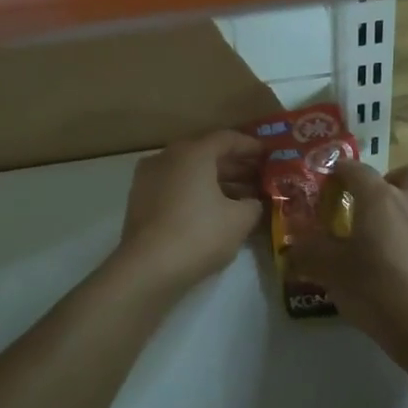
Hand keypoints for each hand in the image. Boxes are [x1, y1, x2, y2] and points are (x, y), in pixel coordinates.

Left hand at [115, 130, 265, 293]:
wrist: (147, 269)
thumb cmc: (199, 235)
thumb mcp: (240, 220)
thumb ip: (253, 204)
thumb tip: (252, 202)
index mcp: (193, 152)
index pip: (227, 138)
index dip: (250, 146)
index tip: (267, 154)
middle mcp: (167, 157)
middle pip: (206, 153)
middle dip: (234, 165)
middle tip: (257, 176)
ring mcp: (149, 178)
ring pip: (189, 172)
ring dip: (215, 181)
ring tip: (240, 197)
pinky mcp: (140, 200)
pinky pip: (175, 187)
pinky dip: (195, 192)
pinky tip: (212, 210)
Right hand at [290, 160, 407, 338]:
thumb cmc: (377, 292)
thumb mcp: (332, 272)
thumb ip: (309, 253)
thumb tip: (293, 247)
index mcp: (380, 198)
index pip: (356, 170)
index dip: (340, 172)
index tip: (330, 184)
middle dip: (392, 179)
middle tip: (376, 203)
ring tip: (406, 214)